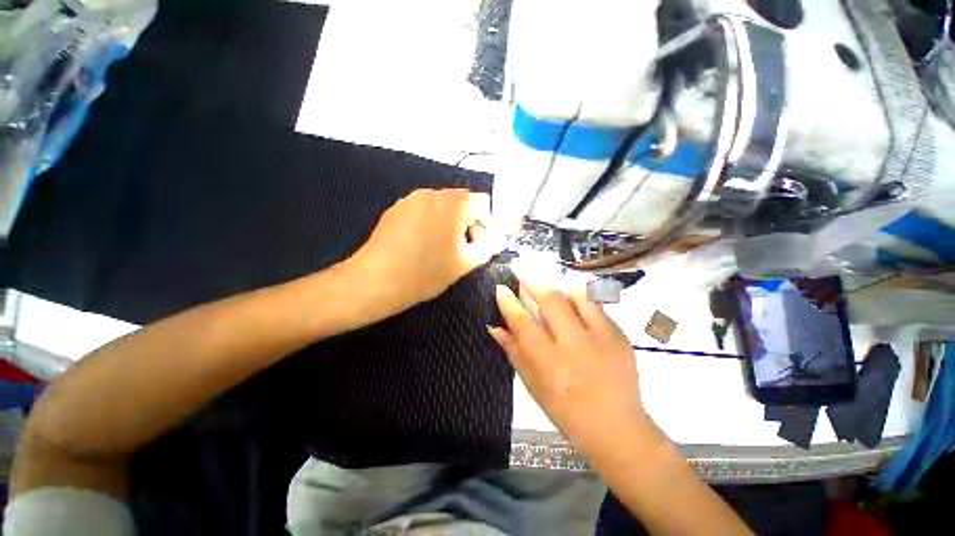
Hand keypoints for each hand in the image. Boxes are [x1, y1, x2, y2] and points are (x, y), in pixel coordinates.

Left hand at [348, 188, 501, 319]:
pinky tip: (423, 243)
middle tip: (464, 247)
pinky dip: (432, 221)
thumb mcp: (464, 263)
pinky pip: (424, 209)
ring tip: (443, 247)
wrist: (377, 280)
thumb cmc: (427, 272)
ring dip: (451, 221)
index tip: (481, 243)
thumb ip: (487, 248)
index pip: (483, 203)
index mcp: (455, 204)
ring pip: (443, 205)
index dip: (487, 223)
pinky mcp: (397, 208)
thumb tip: (499, 240)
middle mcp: (434, 194)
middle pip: (463, 201)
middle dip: (470, 222)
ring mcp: (412, 199)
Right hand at [489, 283, 652, 456]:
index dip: (509, 303)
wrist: (617, 428)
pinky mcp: (620, 336)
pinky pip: (595, 307)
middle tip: (522, 275)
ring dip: (557, 288)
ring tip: (546, 288)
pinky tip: (572, 305)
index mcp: (551, 364)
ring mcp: (602, 338)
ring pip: (576, 297)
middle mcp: (576, 346)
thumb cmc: (567, 412)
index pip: (524, 323)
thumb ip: (514, 353)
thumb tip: (495, 327)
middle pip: (552, 301)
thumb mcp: (534, 387)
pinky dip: (579, 300)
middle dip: (533, 283)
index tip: (500, 288)